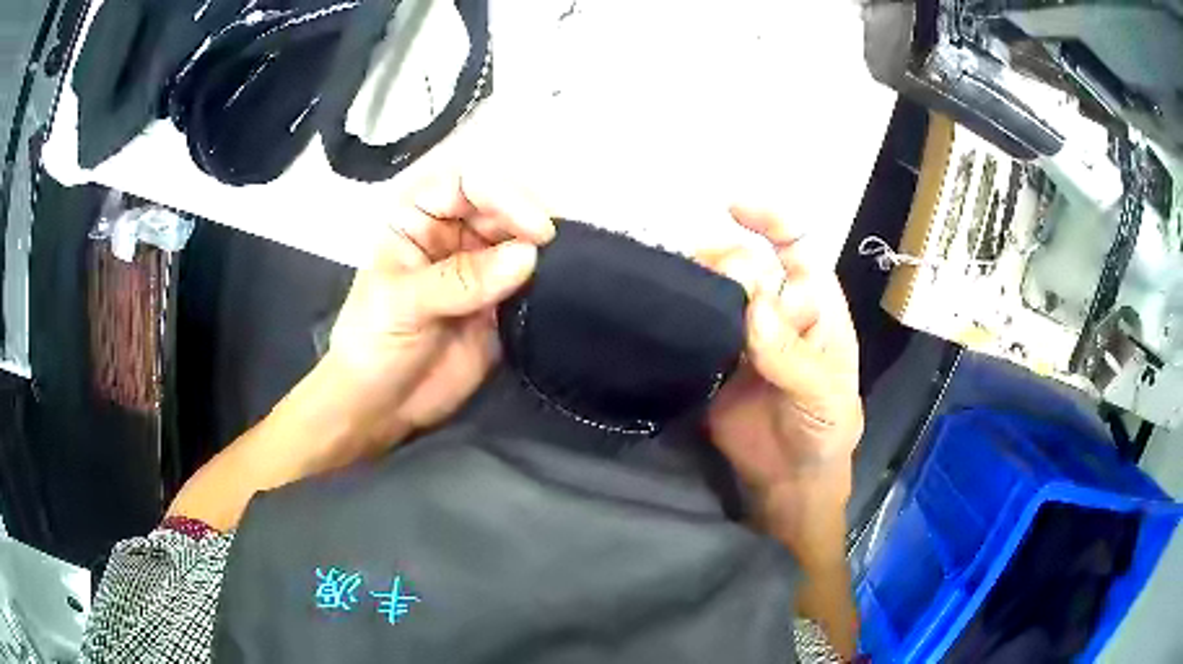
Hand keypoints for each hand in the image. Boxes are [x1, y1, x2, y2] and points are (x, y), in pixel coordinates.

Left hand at [322, 170, 553, 454]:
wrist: (380, 408)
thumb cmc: (371, 345)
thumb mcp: (402, 304)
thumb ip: (460, 280)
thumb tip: (527, 256)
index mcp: (419, 218)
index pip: (466, 184)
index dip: (503, 196)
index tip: (535, 229)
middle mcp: (454, 234)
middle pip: (502, 208)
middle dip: (530, 223)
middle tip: (556, 250)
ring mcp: (481, 270)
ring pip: (522, 243)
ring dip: (545, 252)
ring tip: (567, 267)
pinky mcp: (502, 304)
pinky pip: (532, 283)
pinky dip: (550, 283)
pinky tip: (564, 288)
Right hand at [704, 205, 862, 543]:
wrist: (790, 480)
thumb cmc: (826, 431)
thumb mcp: (825, 396)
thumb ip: (794, 357)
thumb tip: (754, 308)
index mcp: (815, 307)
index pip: (797, 247)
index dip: (770, 220)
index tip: (732, 208)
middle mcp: (777, 311)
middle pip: (746, 264)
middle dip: (725, 264)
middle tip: (707, 285)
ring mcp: (742, 336)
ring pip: (714, 291)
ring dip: (695, 284)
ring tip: (674, 291)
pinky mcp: (712, 362)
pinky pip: (693, 329)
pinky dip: (678, 317)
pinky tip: (661, 314)